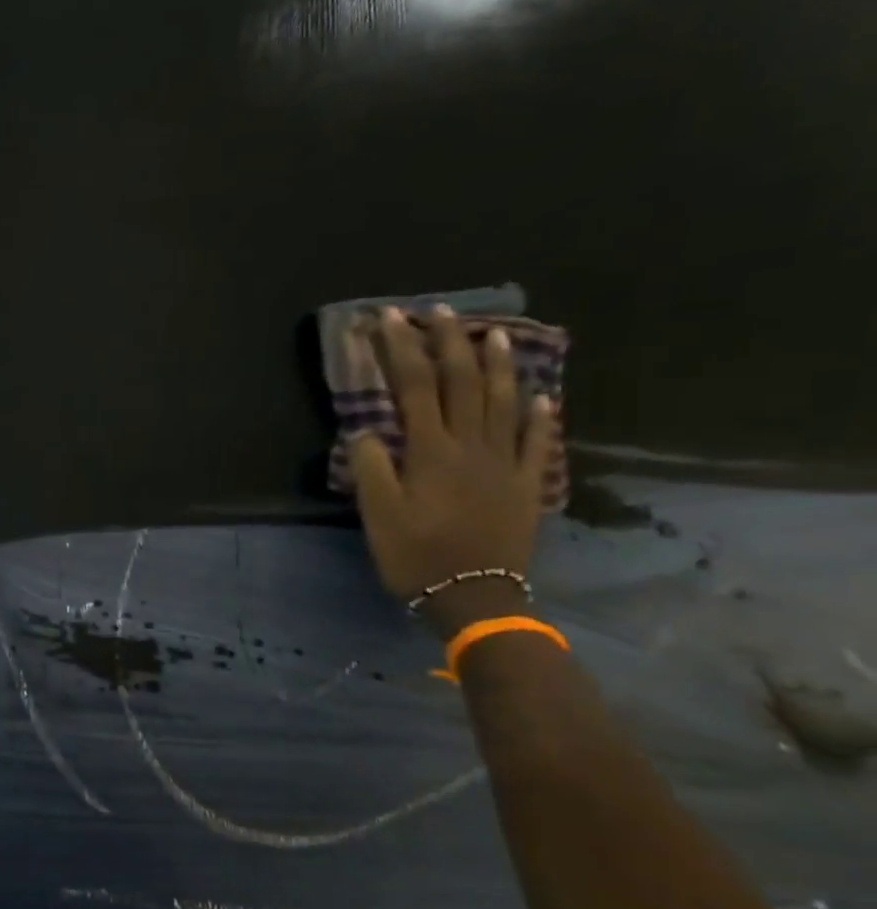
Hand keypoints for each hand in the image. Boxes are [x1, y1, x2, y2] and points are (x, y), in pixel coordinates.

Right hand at [348, 306, 556, 636]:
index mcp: (432, 451)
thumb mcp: (378, 514)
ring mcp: (506, 463)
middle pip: (463, 383)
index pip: (415, 387)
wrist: (474, 598)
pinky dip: (540, 416)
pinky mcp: (527, 485)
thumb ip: (371, 467)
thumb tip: (365, 429)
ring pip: (504, 402)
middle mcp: (472, 447)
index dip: (401, 349)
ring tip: (493, 333)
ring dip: (497, 365)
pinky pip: (538, 443)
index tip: (389, 318)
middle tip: (439, 310)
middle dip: (448, 342)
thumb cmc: (415, 556)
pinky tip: (542, 395)